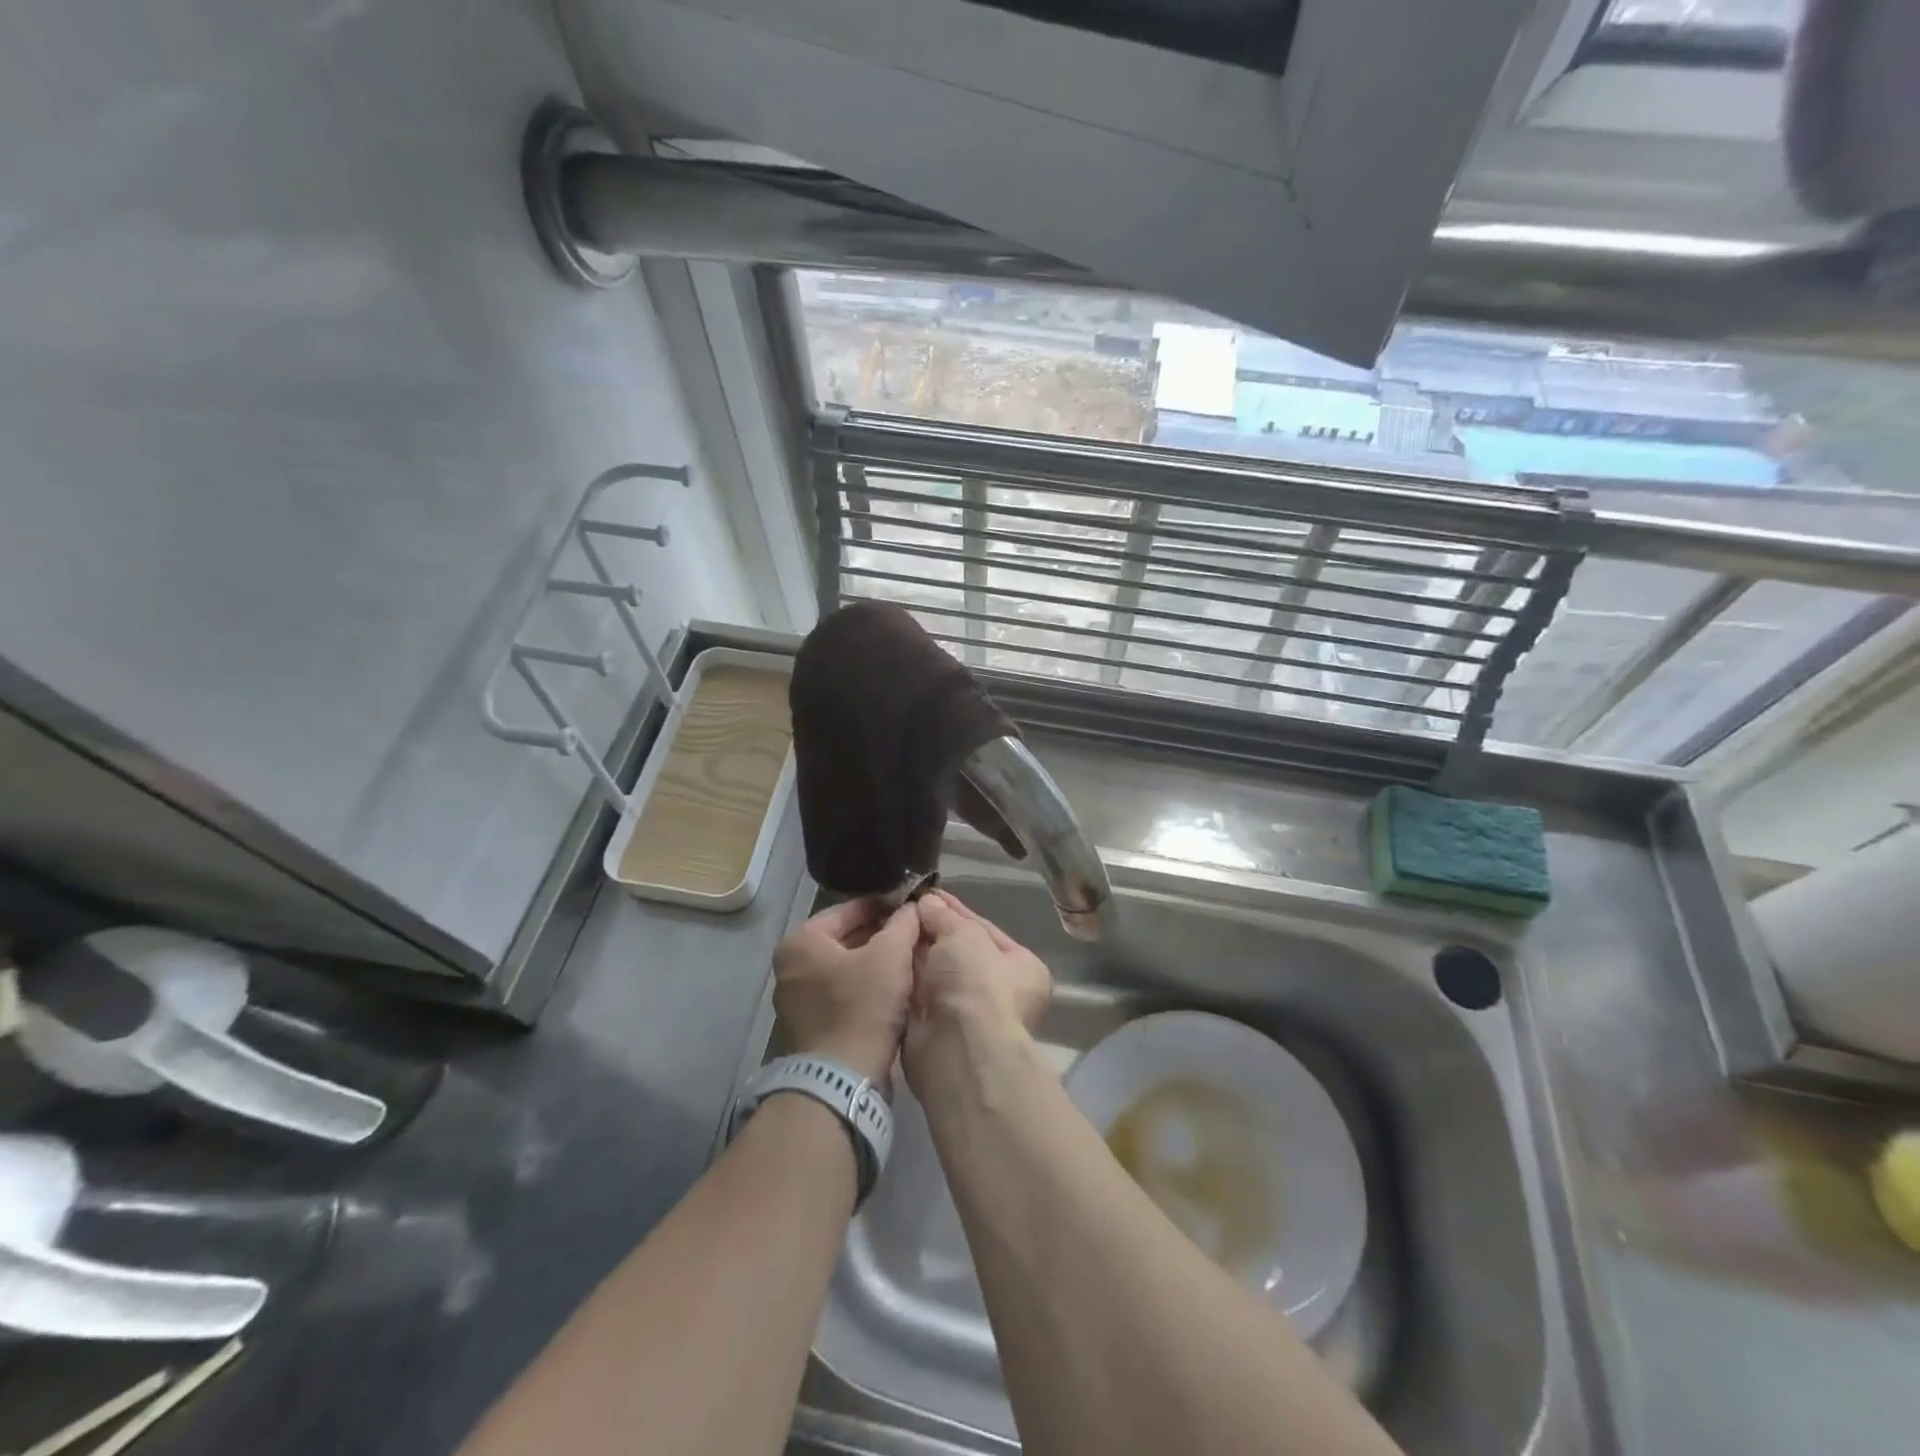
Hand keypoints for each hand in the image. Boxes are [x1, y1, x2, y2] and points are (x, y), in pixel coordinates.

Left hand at [773, 899, 919, 1084]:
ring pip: (846, 967)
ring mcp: (797, 999)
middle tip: (914, 935)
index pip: (849, 909)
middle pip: (846, 938)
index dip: (884, 906)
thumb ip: (903, 923)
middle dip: (881, 936)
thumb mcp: (891, 956)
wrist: (841, 1081)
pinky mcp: (810, 1026)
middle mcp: (791, 967)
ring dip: (876, 963)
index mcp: (801, 942)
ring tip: (910, 961)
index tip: (911, 908)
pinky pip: (842, 993)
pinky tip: (895, 990)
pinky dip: (866, 988)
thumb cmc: (862, 1007)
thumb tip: (912, 906)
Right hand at [904, 891, 1051, 1094]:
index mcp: (1021, 966)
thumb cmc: (977, 983)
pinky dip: (902, 977)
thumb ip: (944, 915)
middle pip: (957, 951)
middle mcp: (997, 990)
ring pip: (934, 973)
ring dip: (913, 952)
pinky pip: (916, 994)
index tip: (925, 893)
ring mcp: (965, 1013)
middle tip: (899, 907)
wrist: (960, 1049)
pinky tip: (882, 956)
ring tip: (884, 925)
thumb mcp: (964, 934)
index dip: (953, 909)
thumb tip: (927, 902)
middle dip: (930, 931)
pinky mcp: (935, 1029)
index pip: (982, 928)